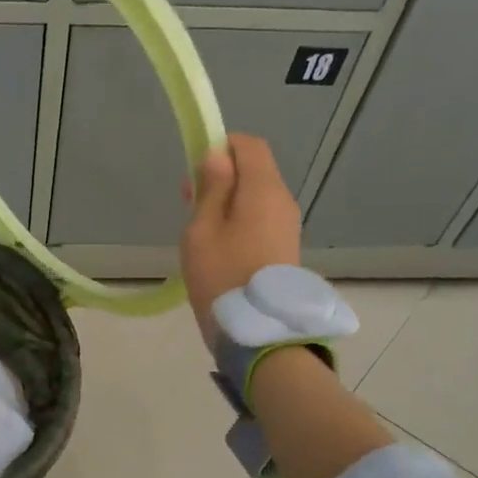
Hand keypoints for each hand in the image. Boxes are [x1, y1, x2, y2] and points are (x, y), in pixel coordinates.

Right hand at [180, 133, 302, 348]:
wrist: (259, 332)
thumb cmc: (222, 276)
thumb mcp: (202, 230)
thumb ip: (211, 189)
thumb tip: (218, 156)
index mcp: (263, 190)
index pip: (249, 146)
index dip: (221, 146)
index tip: (195, 169)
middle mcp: (283, 202)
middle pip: (255, 171)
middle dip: (222, 177)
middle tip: (189, 202)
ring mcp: (288, 227)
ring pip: (257, 198)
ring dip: (229, 202)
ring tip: (200, 230)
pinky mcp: (285, 249)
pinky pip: (261, 221)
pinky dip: (240, 222)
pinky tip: (219, 248)